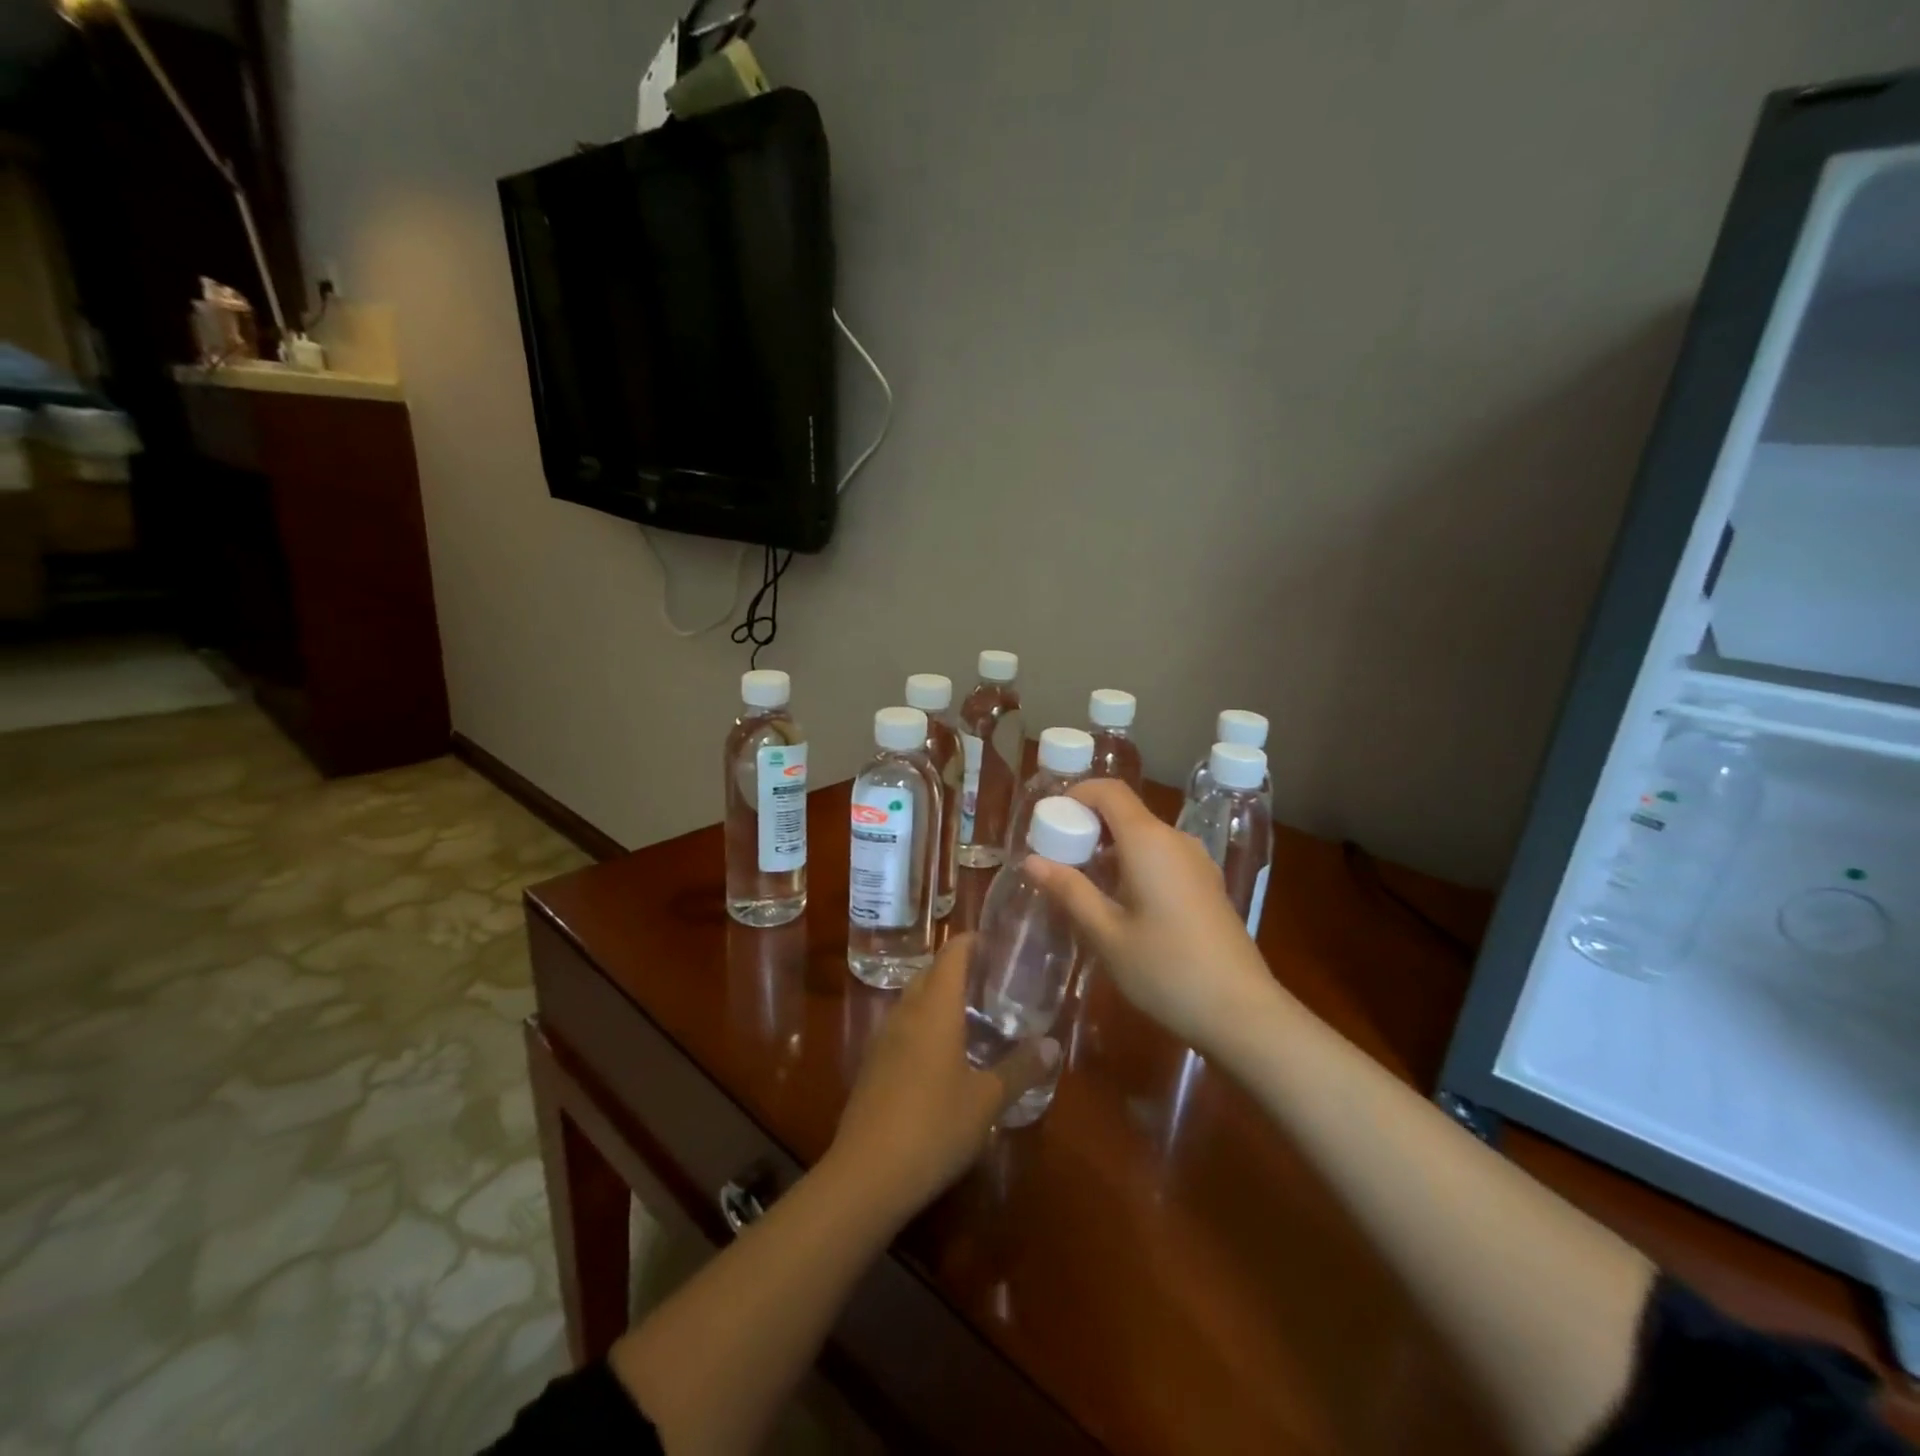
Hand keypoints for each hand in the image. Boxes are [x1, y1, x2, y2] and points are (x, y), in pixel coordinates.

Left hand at [827, 935, 1047, 1220]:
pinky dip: (923, 1023)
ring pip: (912, 1000)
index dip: (971, 941)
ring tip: (970, 1011)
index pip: (952, 955)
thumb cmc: (934, 1127)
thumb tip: (1053, 1045)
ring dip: (937, 995)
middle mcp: (906, 1013)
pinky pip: (902, 1026)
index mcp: (935, 1009)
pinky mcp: (872, 1065)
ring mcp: (884, 1039)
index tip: (995, 941)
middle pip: (929, 973)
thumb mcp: (987, 1101)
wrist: (866, 1175)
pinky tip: (941, 1052)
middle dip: (956, 967)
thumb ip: (1020, 1069)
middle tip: (991, 978)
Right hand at [1024, 779, 1287, 1052]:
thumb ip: (1069, 891)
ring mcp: (1197, 863)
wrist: (1242, 1012)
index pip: (1110, 791)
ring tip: (1083, 885)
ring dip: (1110, 849)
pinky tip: (1121, 904)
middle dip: (1088, 826)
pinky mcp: (1207, 885)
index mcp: (1149, 841)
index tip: (1050, 821)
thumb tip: (1031, 860)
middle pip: (1126, 813)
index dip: (1077, 795)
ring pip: (1145, 837)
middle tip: (1057, 859)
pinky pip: (1162, 857)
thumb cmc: (1165, 970)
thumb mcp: (1106, 934)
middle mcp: (1176, 840)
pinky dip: (1134, 864)